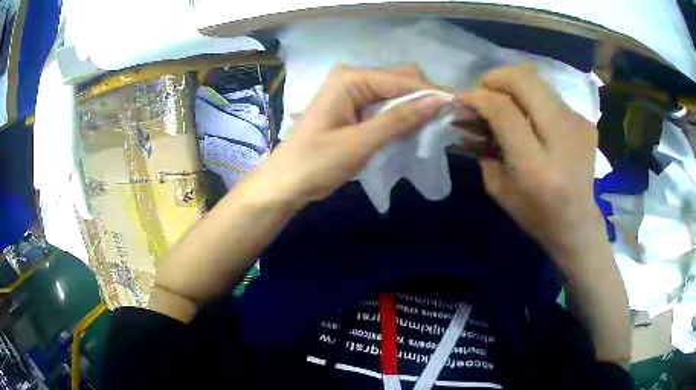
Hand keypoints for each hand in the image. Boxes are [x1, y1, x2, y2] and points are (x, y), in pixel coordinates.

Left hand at [255, 65, 445, 203]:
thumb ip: (400, 119)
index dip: (431, 92)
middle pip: (398, 81)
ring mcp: (350, 92)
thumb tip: (438, 100)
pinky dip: (400, 116)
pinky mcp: (351, 107)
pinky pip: (383, 105)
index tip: (460, 105)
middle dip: (423, 98)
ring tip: (437, 125)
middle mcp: (351, 77)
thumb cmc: (316, 163)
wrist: (285, 183)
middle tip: (449, 119)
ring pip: (393, 93)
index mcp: (349, 79)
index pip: (400, 80)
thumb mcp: (361, 142)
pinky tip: (414, 127)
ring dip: (414, 108)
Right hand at [457, 65, 603, 266]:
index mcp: (537, 167)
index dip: (478, 97)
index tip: (463, 98)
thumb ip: (484, 147)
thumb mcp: (499, 189)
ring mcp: (578, 126)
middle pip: (525, 81)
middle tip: (485, 90)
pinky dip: (534, 98)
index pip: (504, 111)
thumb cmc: (536, 215)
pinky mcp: (586, 122)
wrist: (578, 223)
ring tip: (506, 99)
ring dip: (514, 84)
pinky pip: (552, 95)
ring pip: (539, 80)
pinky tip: (532, 117)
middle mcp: (561, 140)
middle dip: (497, 77)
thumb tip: (472, 112)